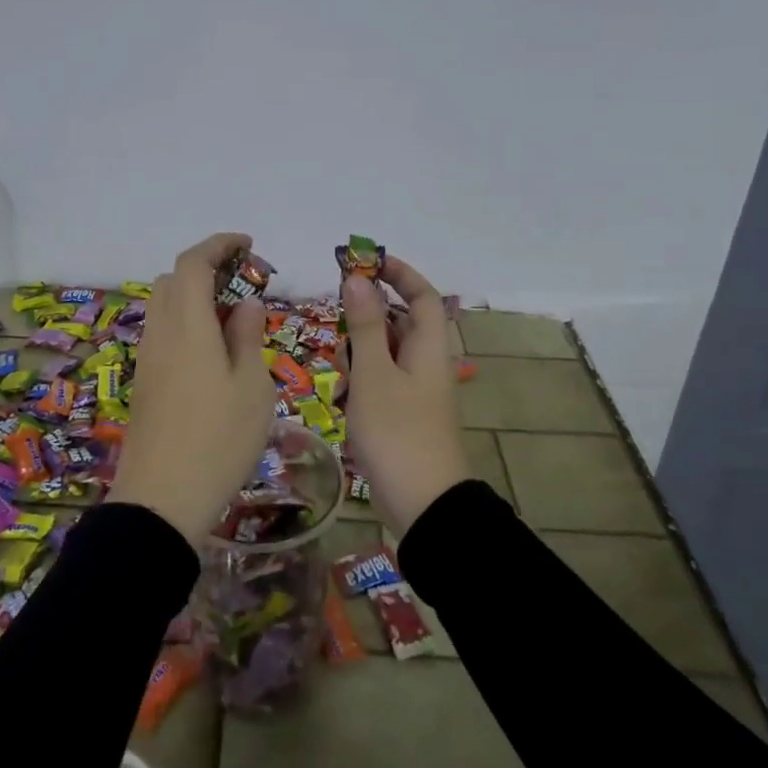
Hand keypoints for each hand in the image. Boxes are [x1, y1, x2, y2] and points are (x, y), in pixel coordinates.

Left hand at [110, 233, 277, 543]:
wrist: (161, 499)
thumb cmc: (218, 440)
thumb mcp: (251, 387)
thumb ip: (247, 337)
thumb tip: (245, 303)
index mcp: (187, 325)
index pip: (193, 263)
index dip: (218, 244)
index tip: (247, 244)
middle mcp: (160, 333)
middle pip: (173, 280)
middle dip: (206, 269)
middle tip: (243, 284)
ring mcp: (147, 359)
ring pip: (164, 307)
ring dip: (194, 297)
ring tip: (231, 320)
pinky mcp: (143, 382)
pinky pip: (162, 333)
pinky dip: (185, 323)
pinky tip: (212, 352)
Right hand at [341, 257, 468, 537]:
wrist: (423, 506)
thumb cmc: (397, 433)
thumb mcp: (374, 374)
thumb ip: (366, 325)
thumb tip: (357, 278)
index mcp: (429, 348)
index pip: (422, 295)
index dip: (399, 273)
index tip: (365, 261)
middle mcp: (428, 364)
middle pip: (402, 322)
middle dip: (370, 314)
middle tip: (337, 316)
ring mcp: (418, 392)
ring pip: (388, 353)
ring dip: (362, 349)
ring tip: (339, 367)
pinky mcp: (405, 415)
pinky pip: (383, 381)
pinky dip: (363, 378)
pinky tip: (345, 395)